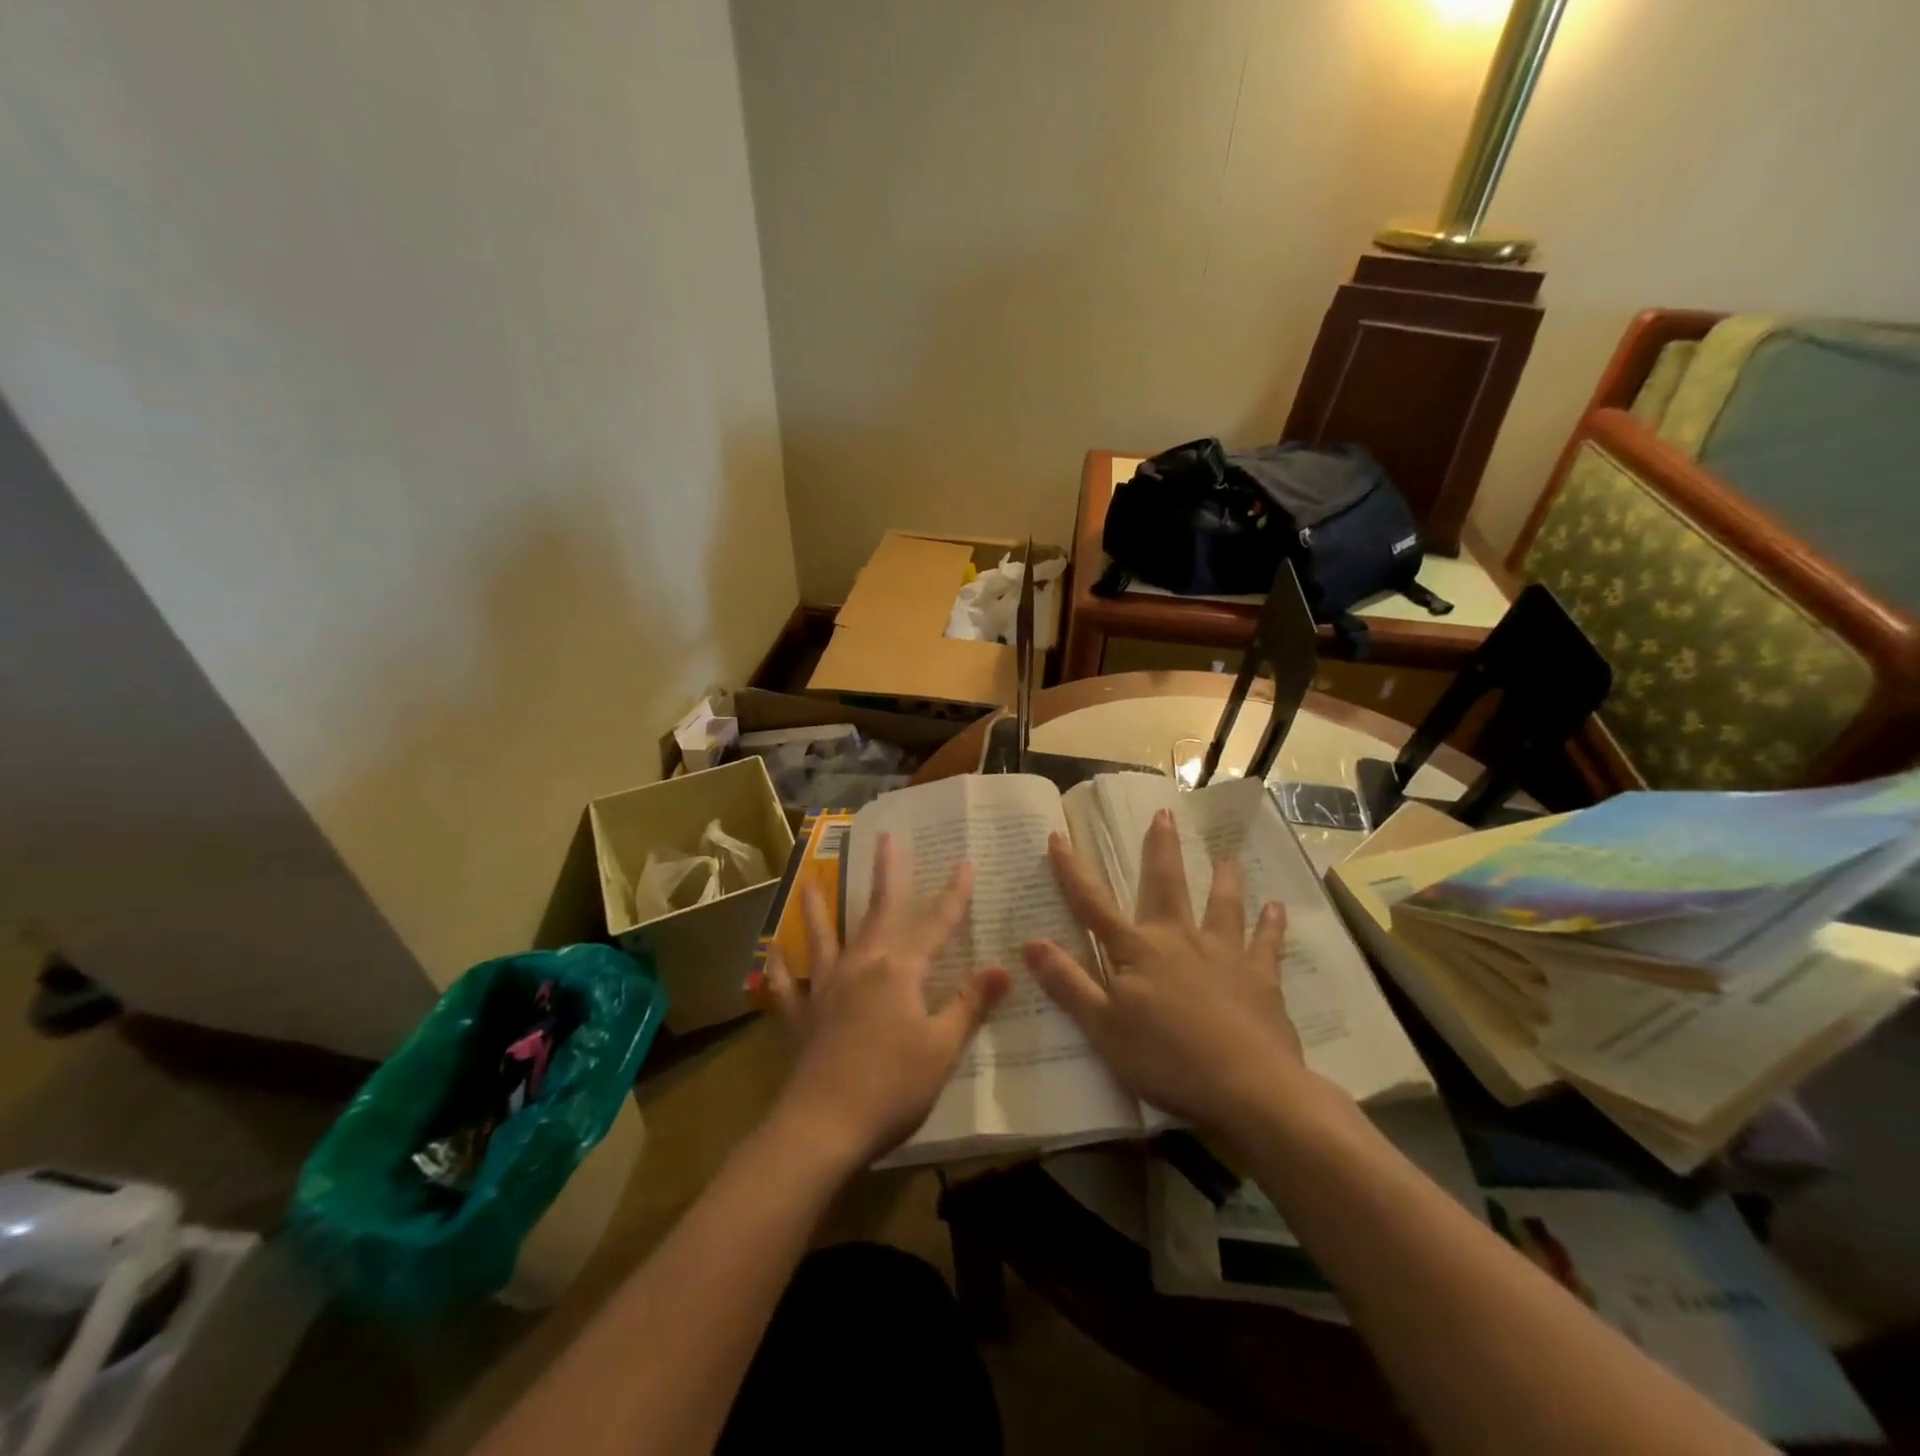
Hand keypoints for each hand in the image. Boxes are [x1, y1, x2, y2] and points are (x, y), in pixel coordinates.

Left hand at [759, 833, 1010, 1168]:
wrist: (823, 1127)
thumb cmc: (892, 1087)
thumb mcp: (942, 1047)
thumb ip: (970, 1003)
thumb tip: (1004, 967)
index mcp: (899, 970)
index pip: (935, 923)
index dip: (953, 895)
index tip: (965, 863)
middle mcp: (861, 966)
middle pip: (878, 911)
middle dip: (887, 873)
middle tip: (886, 838)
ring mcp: (825, 989)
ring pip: (823, 937)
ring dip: (818, 908)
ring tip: (809, 881)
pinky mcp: (802, 1017)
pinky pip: (787, 985)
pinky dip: (779, 967)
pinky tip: (771, 952)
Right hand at [1022, 808, 1309, 1135]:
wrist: (1249, 1088)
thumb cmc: (1167, 1059)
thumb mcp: (1103, 1028)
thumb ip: (1068, 983)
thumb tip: (1029, 941)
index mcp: (1138, 951)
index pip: (1094, 905)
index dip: (1072, 872)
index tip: (1058, 836)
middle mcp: (1180, 940)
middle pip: (1167, 886)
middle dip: (1161, 849)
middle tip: (1164, 814)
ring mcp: (1224, 955)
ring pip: (1222, 906)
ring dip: (1223, 879)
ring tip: (1226, 856)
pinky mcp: (1261, 979)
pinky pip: (1266, 944)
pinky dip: (1271, 925)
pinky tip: (1277, 908)